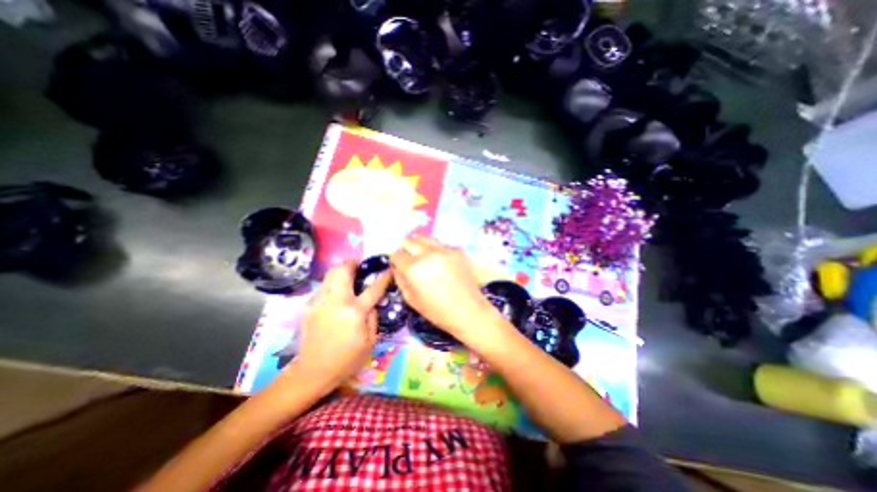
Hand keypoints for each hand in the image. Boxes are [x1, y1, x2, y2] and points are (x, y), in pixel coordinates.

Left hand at [291, 261, 390, 388]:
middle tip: (360, 266)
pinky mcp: (308, 306)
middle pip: (343, 270)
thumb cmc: (346, 359)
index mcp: (354, 311)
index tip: (389, 269)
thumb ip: (373, 316)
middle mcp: (335, 301)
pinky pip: (323, 286)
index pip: (373, 288)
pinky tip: (336, 295)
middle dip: (353, 263)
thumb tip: (372, 302)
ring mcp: (319, 301)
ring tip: (348, 277)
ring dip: (341, 271)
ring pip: (329, 274)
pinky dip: (332, 284)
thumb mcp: (370, 341)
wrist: (312, 372)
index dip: (384, 277)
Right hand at [388, 236, 499, 343]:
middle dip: (406, 250)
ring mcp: (445, 249)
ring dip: (421, 247)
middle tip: (410, 261)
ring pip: (425, 238)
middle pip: (409, 240)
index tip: (400, 267)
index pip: (396, 254)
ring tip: (425, 259)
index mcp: (414, 267)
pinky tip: (442, 264)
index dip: (396, 261)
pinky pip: (441, 245)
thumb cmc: (437, 311)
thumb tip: (396, 266)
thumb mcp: (410, 299)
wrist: (468, 311)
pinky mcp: (458, 250)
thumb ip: (400, 278)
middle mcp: (428, 253)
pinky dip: (437, 251)